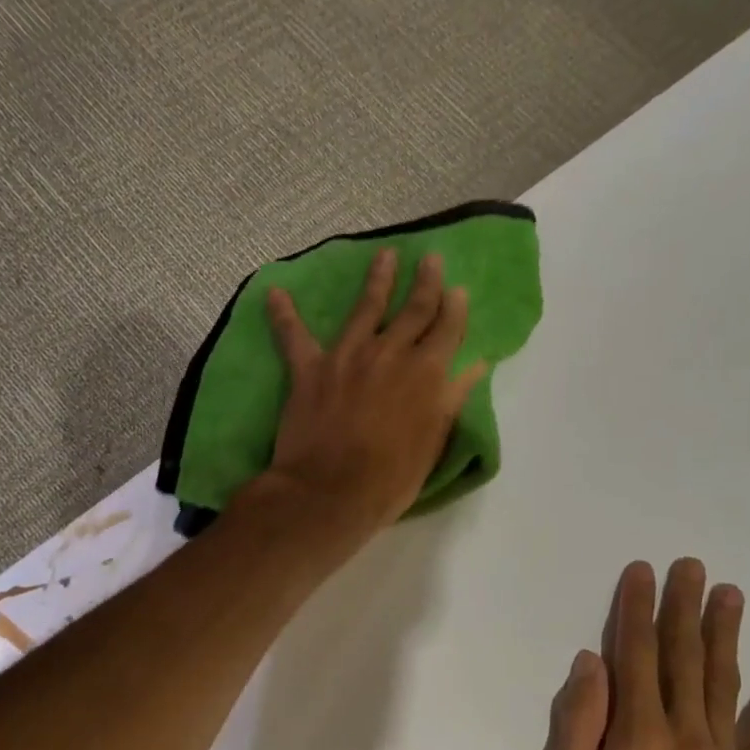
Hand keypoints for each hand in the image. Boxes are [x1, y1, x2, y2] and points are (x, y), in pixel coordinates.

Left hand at [258, 249, 485, 538]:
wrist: (330, 492)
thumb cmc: (391, 477)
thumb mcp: (433, 442)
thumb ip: (451, 398)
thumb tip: (475, 366)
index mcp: (426, 372)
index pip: (448, 329)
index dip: (455, 308)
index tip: (458, 290)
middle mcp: (390, 353)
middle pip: (413, 309)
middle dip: (425, 282)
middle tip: (429, 258)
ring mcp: (347, 356)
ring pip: (364, 308)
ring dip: (376, 280)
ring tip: (383, 256)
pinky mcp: (309, 369)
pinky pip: (293, 337)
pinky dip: (283, 315)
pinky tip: (275, 293)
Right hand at [536, 559, 749, 749]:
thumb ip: (576, 727)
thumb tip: (590, 665)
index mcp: (636, 734)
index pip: (636, 655)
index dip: (636, 610)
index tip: (642, 572)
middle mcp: (684, 735)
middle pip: (684, 658)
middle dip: (684, 607)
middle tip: (691, 566)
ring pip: (723, 684)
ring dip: (726, 635)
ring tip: (730, 595)